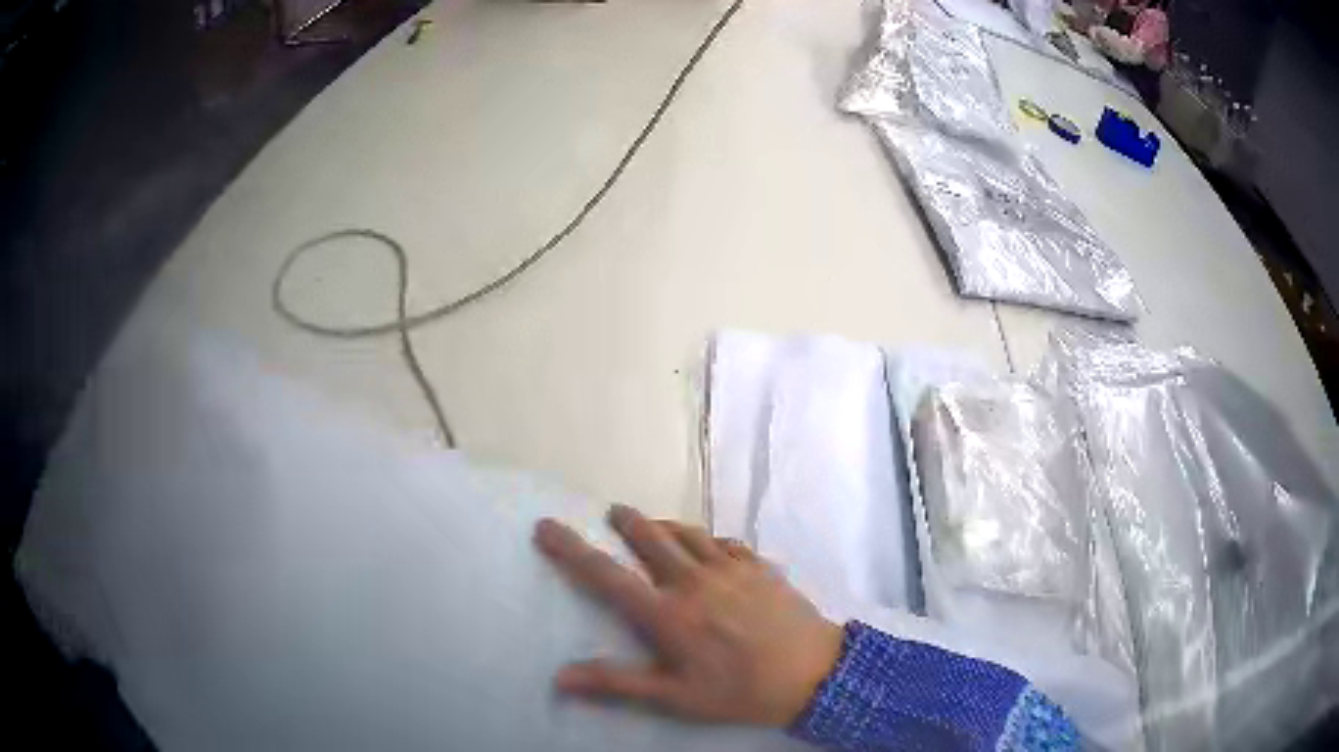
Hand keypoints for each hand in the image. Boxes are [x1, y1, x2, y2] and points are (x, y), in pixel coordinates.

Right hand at [533, 505, 843, 726]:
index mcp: (667, 614)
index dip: (570, 549)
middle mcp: (693, 581)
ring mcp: (730, 569)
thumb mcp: (675, 698)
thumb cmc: (739, 691)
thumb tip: (561, 677)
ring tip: (652, 523)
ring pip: (688, 533)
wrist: (815, 672)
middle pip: (650, 537)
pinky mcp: (759, 567)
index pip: (606, 575)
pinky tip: (708, 547)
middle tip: (612, 512)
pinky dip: (707, 539)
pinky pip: (725, 542)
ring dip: (665, 524)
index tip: (546, 525)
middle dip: (626, 521)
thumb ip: (617, 684)